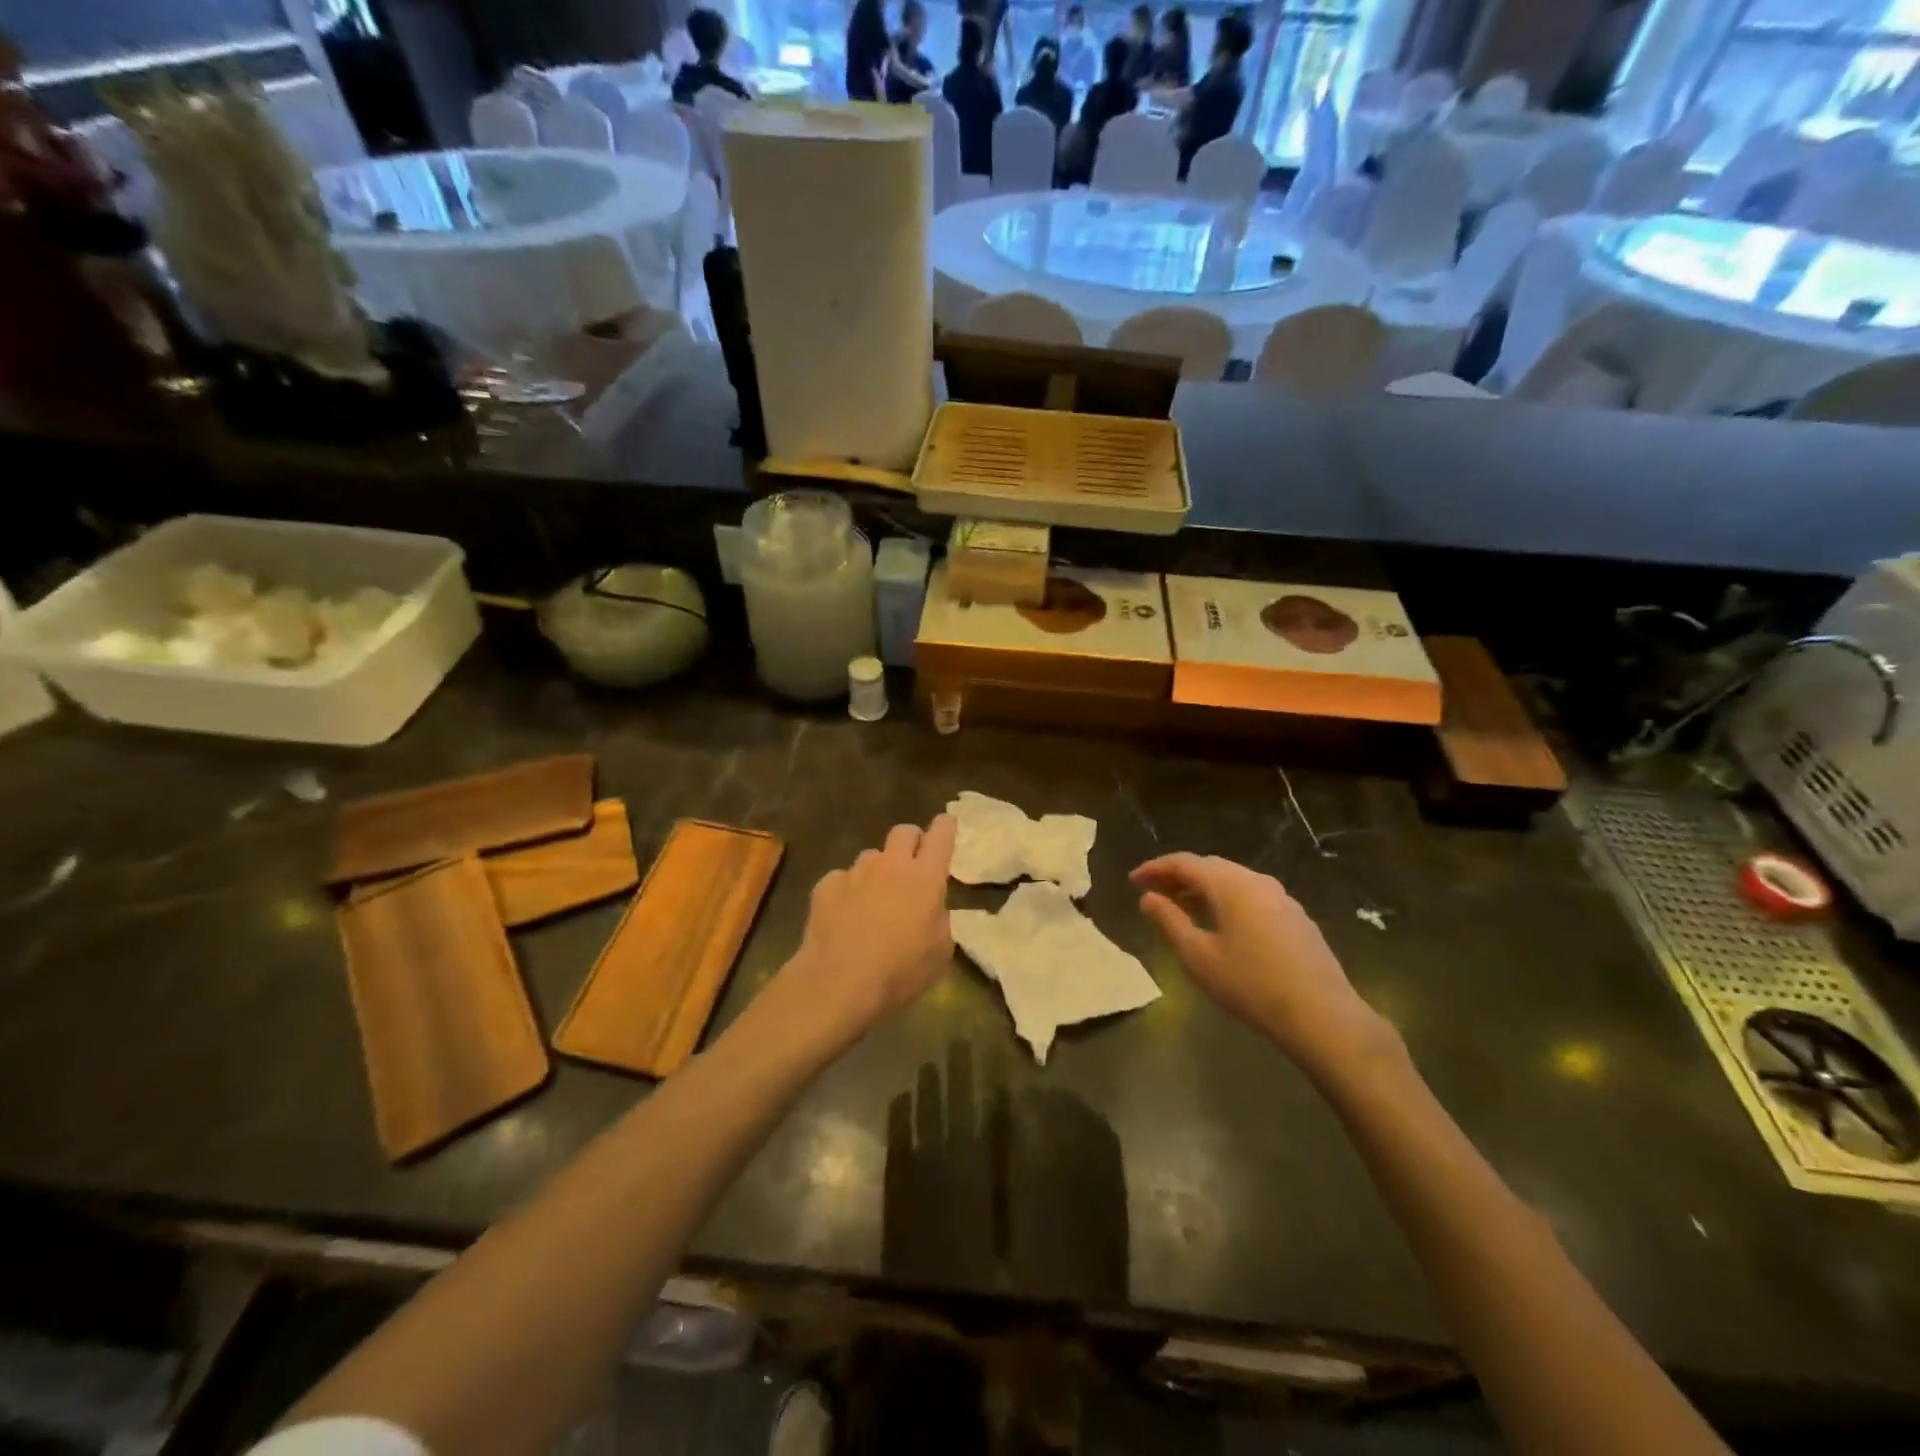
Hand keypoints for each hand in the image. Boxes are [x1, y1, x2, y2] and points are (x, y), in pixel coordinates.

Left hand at [786, 816, 957, 1037]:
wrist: (838, 983)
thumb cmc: (899, 972)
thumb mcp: (939, 952)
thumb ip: (939, 919)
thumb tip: (930, 908)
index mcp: (925, 878)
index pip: (941, 835)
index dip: (945, 826)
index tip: (946, 825)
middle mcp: (891, 865)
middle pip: (903, 831)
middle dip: (911, 842)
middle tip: (912, 865)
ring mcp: (855, 872)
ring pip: (872, 856)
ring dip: (878, 871)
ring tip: (874, 900)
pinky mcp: (826, 885)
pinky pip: (843, 878)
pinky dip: (848, 892)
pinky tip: (844, 916)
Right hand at [1131, 854, 1394, 1077]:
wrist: (1322, 1015)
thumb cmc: (1250, 985)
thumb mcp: (1198, 956)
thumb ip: (1169, 921)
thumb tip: (1148, 898)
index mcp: (1230, 884)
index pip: (1185, 862)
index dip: (1155, 868)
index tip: (1133, 880)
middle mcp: (1257, 881)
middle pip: (1210, 867)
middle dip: (1178, 876)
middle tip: (1153, 892)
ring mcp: (1281, 898)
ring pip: (1233, 881)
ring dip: (1203, 889)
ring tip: (1181, 908)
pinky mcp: (1296, 918)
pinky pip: (1251, 896)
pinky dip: (1226, 900)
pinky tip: (1220, 924)